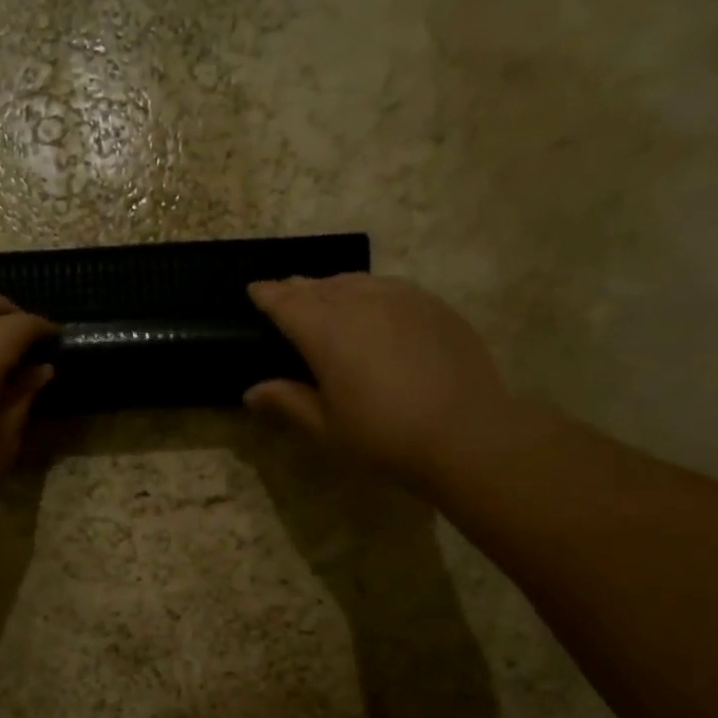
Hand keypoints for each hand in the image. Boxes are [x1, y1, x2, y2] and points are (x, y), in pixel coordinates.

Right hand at [245, 275, 521, 484]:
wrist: (466, 434)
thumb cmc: (383, 437)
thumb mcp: (326, 428)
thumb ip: (287, 402)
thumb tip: (252, 392)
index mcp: (326, 332)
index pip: (287, 303)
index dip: (267, 295)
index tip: (254, 290)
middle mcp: (361, 303)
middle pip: (321, 286)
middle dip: (298, 288)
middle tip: (285, 291)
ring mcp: (402, 299)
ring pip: (356, 281)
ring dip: (333, 286)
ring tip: (324, 294)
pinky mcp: (433, 306)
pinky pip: (389, 287)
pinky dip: (369, 290)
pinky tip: (372, 304)